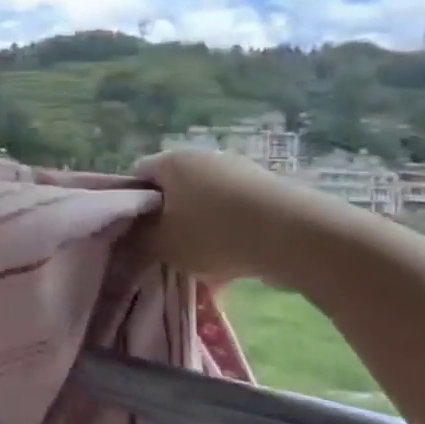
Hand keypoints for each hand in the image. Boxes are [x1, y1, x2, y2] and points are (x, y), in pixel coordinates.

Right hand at [136, 148, 353, 287]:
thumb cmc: (213, 234)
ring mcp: (240, 171)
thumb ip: (138, 239)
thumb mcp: (161, 245)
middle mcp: (204, 157)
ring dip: (199, 230)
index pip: (137, 175)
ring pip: (205, 203)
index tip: (133, 233)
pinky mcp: (268, 190)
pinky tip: (232, 266)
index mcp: (172, 162)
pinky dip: (229, 235)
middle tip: (164, 251)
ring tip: (201, 266)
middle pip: (173, 189)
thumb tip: (132, 235)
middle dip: (167, 220)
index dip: (130, 204)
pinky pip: (235, 213)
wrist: (294, 236)